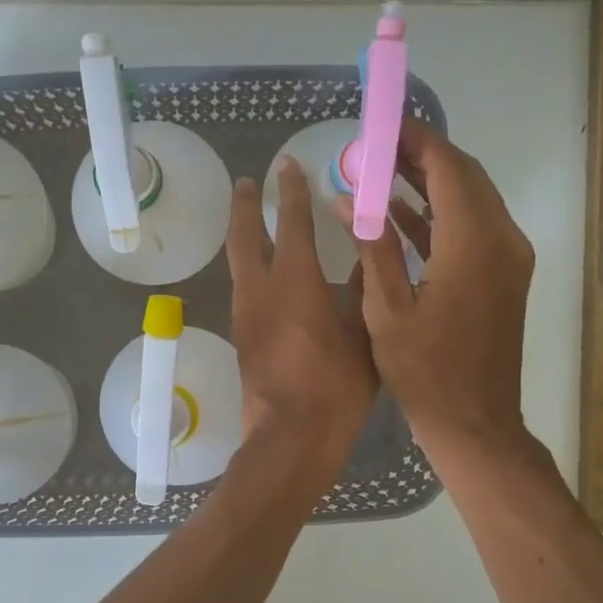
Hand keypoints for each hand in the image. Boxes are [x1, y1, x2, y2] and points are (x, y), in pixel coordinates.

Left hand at [227, 159, 377, 472]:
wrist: (291, 437)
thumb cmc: (335, 386)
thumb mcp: (364, 333)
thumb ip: (363, 291)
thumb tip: (364, 259)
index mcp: (295, 281)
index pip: (291, 222)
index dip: (291, 191)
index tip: (287, 166)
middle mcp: (261, 290)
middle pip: (244, 236)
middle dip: (246, 205)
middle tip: (247, 183)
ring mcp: (245, 315)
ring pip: (238, 264)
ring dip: (242, 237)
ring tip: (249, 222)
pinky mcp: (243, 339)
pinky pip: (243, 290)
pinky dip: (249, 269)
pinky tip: (262, 276)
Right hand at [338, 119, 533, 464]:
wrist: (474, 422)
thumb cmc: (425, 372)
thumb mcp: (386, 310)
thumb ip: (372, 246)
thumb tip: (352, 198)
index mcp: (473, 243)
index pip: (447, 168)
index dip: (414, 140)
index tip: (381, 123)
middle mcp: (502, 239)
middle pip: (465, 176)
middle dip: (421, 156)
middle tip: (376, 147)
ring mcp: (510, 258)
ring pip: (472, 200)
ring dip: (431, 183)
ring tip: (381, 172)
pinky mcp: (505, 276)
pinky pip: (474, 228)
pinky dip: (440, 216)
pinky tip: (400, 213)